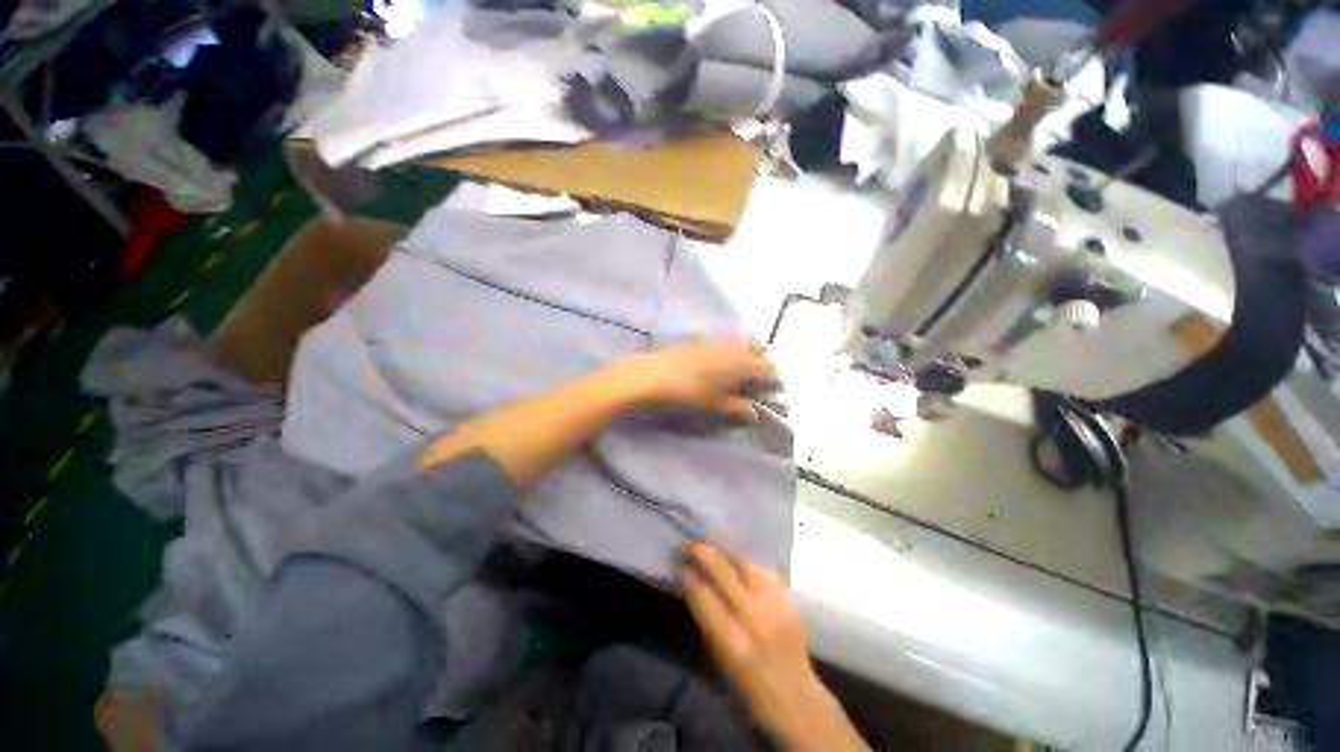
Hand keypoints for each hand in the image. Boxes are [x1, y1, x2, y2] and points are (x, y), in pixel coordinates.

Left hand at [611, 337, 775, 421]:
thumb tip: (753, 414)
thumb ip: (736, 408)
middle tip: (760, 367)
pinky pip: (722, 337)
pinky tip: (720, 354)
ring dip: (746, 347)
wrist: (652, 375)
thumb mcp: (714, 404)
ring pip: (739, 338)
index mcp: (742, 363)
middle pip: (756, 345)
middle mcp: (732, 346)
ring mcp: (715, 339)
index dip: (772, 374)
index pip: (767, 366)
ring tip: (742, 360)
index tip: (772, 383)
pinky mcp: (699, 338)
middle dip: (761, 355)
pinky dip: (728, 344)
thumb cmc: (688, 392)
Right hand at [679, 543, 869, 751]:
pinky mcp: (789, 599)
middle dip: (703, 554)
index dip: (688, 577)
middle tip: (691, 546)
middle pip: (723, 572)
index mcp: (731, 643)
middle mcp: (754, 619)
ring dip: (726, 554)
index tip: (678, 564)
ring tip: (715, 551)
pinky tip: (740, 565)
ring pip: (746, 564)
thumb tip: (694, 588)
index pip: (703, 597)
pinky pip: (764, 570)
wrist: (797, 700)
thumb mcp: (719, 662)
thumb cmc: (748, 690)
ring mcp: (775, 605)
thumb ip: (707, 623)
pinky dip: (748, 564)